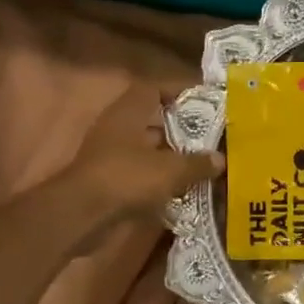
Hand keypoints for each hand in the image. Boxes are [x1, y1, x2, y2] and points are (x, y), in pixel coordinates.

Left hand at [67, 85, 224, 223]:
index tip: (203, 100)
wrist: (83, 215)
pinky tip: (183, 188)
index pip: (153, 89)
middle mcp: (118, 129)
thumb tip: (220, 159)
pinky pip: (141, 173)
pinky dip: (160, 178)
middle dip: (180, 128)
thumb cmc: (127, 178)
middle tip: (210, 135)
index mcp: (128, 113)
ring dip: (171, 155)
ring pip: (147, 149)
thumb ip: (197, 163)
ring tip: (202, 163)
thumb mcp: (170, 170)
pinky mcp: (110, 181)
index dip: (178, 90)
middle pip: (152, 120)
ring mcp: (111, 155)